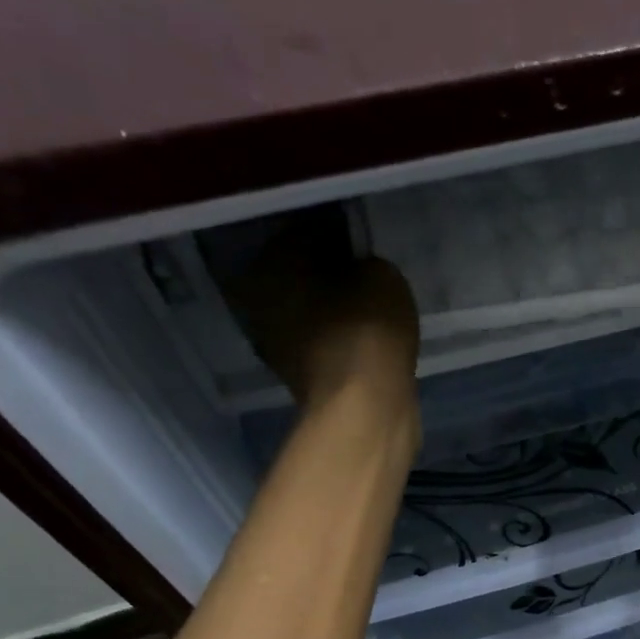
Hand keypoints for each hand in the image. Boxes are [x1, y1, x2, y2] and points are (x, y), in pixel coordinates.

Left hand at [221, 215, 421, 441]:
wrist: (364, 409)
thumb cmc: (366, 329)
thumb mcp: (381, 275)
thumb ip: (365, 263)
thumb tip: (357, 268)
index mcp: (270, 260)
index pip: (303, 229)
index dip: (335, 231)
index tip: (358, 239)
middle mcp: (259, 298)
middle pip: (297, 273)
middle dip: (325, 271)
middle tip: (361, 271)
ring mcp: (275, 344)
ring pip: (306, 311)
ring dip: (330, 308)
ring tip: (366, 306)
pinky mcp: (298, 379)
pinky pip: (321, 344)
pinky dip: (337, 339)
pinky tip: (363, 338)